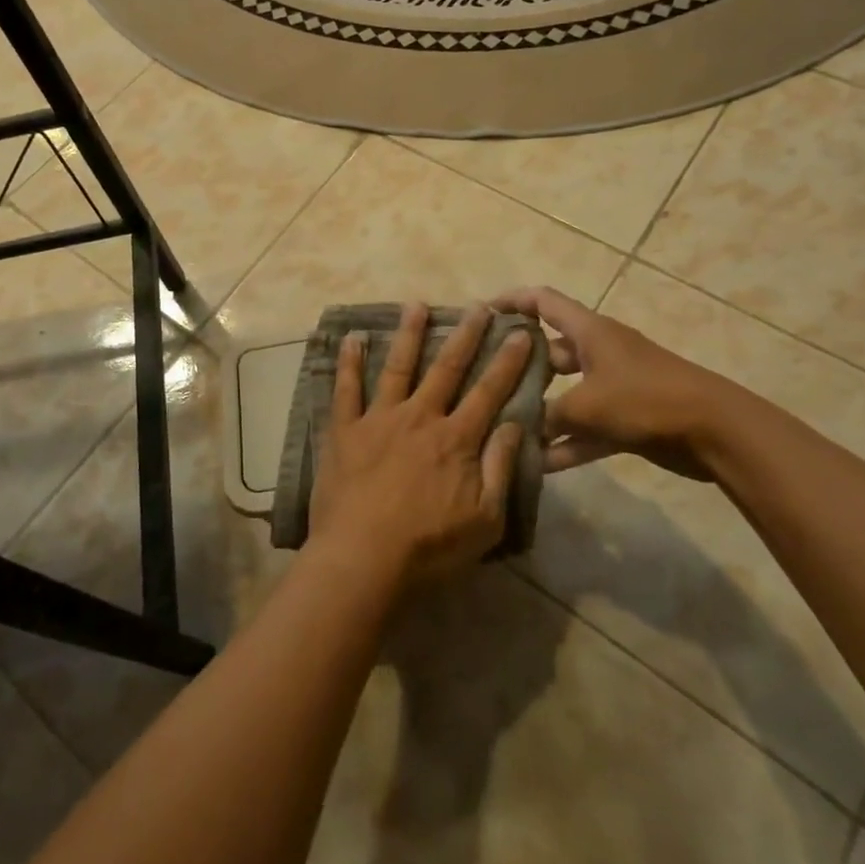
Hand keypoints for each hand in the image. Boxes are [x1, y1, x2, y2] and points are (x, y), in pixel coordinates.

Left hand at [308, 302, 532, 588]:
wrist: (363, 558)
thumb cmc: (429, 547)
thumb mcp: (485, 520)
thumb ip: (500, 468)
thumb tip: (517, 425)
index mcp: (456, 439)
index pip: (489, 392)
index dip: (507, 362)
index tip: (519, 333)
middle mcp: (420, 417)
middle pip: (446, 368)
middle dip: (465, 335)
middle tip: (478, 306)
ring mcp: (379, 419)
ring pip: (397, 366)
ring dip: (409, 334)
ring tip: (417, 305)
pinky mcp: (345, 430)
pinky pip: (346, 389)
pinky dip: (349, 362)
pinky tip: (352, 337)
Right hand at [492, 286, 736, 480]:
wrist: (714, 432)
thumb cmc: (645, 399)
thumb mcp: (587, 405)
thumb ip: (548, 415)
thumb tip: (519, 426)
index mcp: (590, 332)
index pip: (544, 301)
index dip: (513, 300)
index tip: (483, 312)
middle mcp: (599, 352)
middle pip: (550, 350)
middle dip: (519, 365)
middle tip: (485, 380)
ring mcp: (614, 386)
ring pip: (566, 393)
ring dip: (542, 410)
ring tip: (505, 425)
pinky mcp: (627, 419)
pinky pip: (587, 428)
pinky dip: (567, 442)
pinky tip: (539, 465)